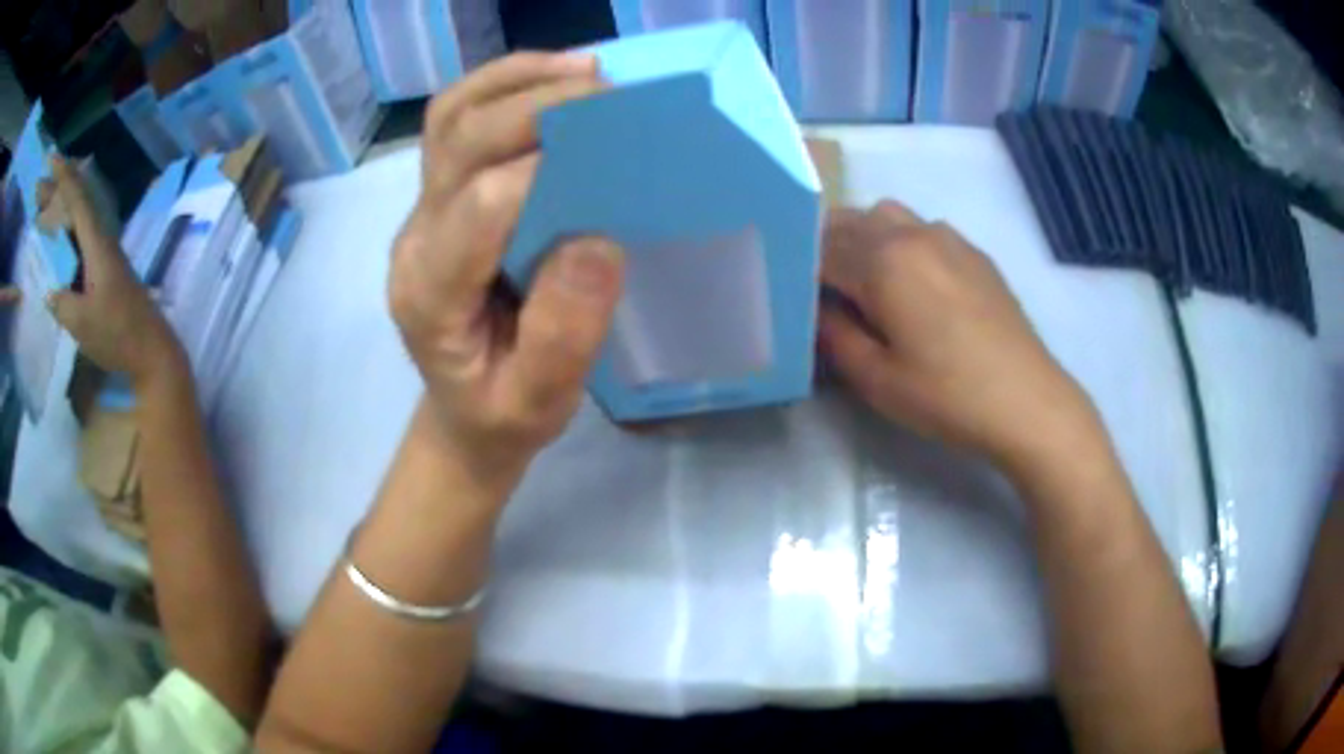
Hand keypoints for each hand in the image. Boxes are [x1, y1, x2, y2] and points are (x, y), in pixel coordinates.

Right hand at [43, 156, 184, 387]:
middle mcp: (102, 239)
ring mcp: (105, 253)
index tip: (52, 160)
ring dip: (61, 207)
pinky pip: (82, 236)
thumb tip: (49, 292)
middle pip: (77, 203)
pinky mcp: (106, 268)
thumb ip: (62, 304)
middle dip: (57, 190)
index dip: (63, 177)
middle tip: (40, 184)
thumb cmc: (116, 334)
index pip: (77, 199)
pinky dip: (69, 227)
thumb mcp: (82, 323)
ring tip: (45, 200)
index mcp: (97, 243)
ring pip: (79, 217)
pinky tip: (62, 232)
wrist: (152, 350)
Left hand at [389, 53, 622, 484]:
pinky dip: (503, 88)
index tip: (611, 147)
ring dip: (514, 82)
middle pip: (460, 142)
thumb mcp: (539, 402)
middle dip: (534, 106)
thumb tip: (596, 240)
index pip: (480, 205)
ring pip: (450, 118)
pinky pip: (457, 124)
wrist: (462, 414)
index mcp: (431, 294)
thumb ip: (563, 334)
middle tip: (608, 94)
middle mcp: (415, 239)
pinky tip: (551, 82)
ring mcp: (422, 213)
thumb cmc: (502, 414)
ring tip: (582, 71)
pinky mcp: (438, 199)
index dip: (544, 167)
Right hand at [819, 201, 1100, 471]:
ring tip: (864, 279)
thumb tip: (816, 309)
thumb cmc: (947, 396)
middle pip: (851, 220)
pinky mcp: (973, 252)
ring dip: (864, 236)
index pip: (820, 247)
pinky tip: (913, 281)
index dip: (798, 268)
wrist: (1027, 401)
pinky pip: (922, 228)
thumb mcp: (877, 379)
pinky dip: (901, 241)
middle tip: (819, 288)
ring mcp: (947, 238)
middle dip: (825, 246)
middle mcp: (912, 234)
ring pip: (887, 215)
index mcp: (883, 262)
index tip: (789, 292)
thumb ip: (835, 335)